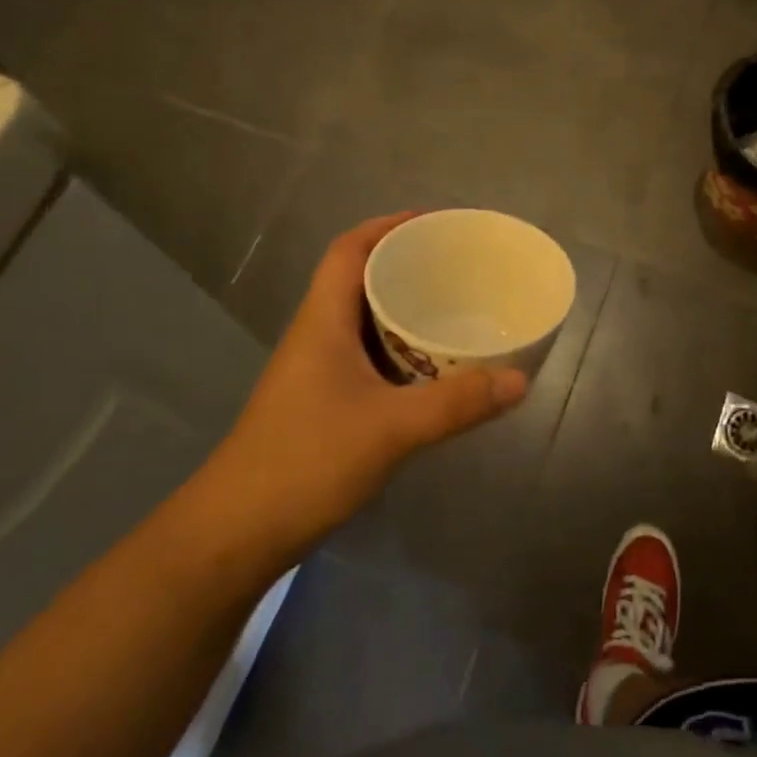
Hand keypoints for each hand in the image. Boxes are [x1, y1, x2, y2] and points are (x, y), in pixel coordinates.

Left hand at [193, 213, 526, 568]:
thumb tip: (519, 380)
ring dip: (404, 310)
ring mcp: (317, 372)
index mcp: (322, 321)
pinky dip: (401, 352)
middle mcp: (317, 336)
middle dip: (406, 265)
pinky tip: (433, 370)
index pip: (349, 250)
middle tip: (459, 267)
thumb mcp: (391, 429)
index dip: (388, 226)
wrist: (237, 532)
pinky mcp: (323, 403)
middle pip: (359, 280)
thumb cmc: (306, 462)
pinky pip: (369, 358)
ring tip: (455, 309)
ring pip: (364, 322)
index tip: (434, 223)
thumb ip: (456, 404)